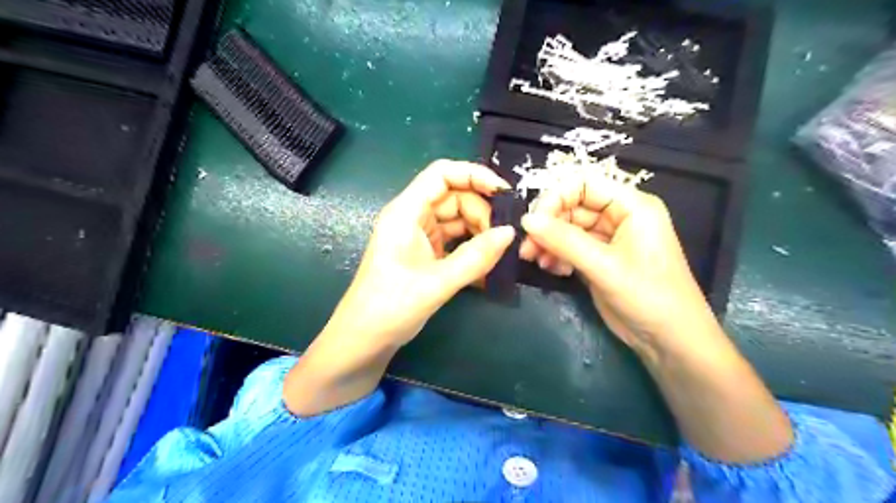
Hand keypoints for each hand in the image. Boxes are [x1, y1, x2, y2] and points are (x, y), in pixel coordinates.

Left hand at [327, 161, 513, 348]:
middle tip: (504, 237)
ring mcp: (418, 236)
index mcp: (406, 212)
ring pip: (456, 220)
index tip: (504, 193)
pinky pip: (454, 241)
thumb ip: (476, 257)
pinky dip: (470, 249)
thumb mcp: (438, 282)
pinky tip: (486, 266)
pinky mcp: (424, 253)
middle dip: (481, 212)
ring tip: (498, 254)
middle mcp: (412, 217)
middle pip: (454, 197)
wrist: (364, 340)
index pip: (441, 174)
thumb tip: (510, 233)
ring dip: (479, 232)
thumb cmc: (391, 306)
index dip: (474, 175)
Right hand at [520, 177, 714, 361]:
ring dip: (548, 242)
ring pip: (567, 229)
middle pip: (572, 206)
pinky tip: (552, 270)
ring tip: (535, 261)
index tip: (533, 222)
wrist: (669, 340)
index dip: (555, 197)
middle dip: (548, 225)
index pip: (584, 184)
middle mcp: (619, 216)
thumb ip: (564, 240)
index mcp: (631, 206)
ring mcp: (608, 239)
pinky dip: (557, 255)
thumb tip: (526, 220)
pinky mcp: (599, 259)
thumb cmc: (648, 296)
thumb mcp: (604, 266)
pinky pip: (570, 247)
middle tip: (527, 248)